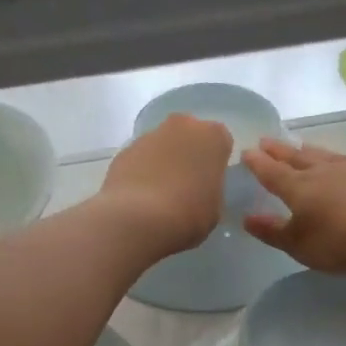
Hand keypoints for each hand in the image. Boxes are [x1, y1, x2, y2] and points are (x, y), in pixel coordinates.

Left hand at [100, 112, 232, 256]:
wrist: (137, 219)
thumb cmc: (188, 214)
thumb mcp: (215, 208)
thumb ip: (211, 189)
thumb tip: (200, 188)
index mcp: (213, 136)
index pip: (221, 142)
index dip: (215, 163)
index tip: (210, 182)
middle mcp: (182, 126)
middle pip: (189, 136)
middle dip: (188, 154)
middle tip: (186, 185)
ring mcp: (149, 135)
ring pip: (163, 145)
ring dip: (163, 162)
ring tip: (160, 195)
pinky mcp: (124, 150)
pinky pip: (140, 159)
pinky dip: (141, 172)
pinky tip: (140, 197)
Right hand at [242, 139, 345, 273]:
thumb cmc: (339, 241)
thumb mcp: (299, 244)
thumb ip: (273, 231)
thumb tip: (248, 218)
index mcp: (299, 188)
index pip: (272, 172)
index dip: (258, 163)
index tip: (247, 151)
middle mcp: (326, 173)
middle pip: (299, 158)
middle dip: (281, 151)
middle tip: (267, 140)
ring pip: (331, 157)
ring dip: (316, 152)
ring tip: (306, 146)